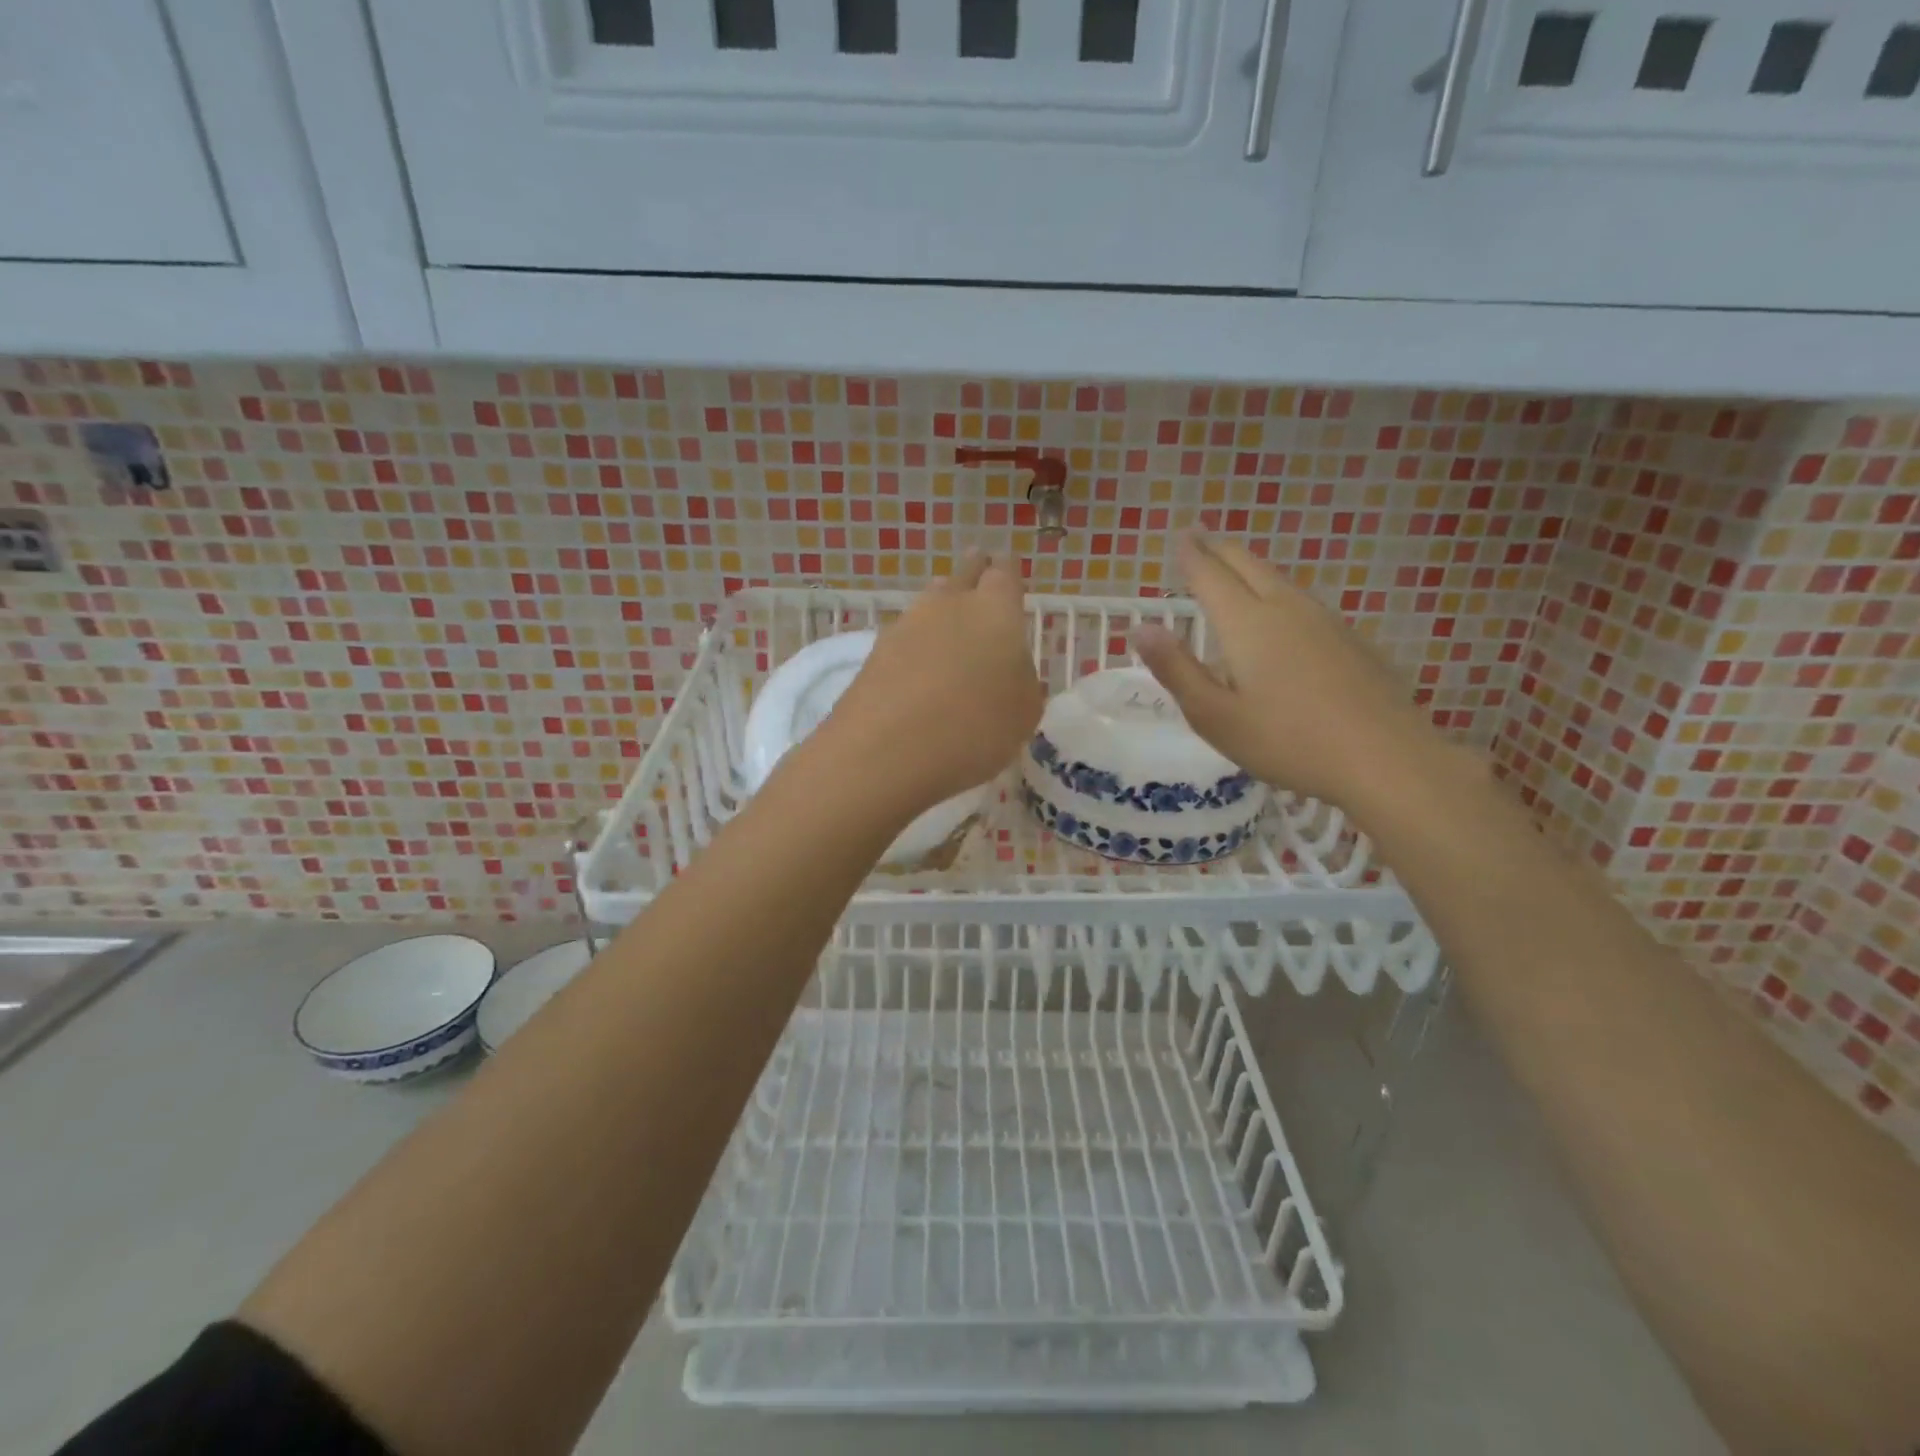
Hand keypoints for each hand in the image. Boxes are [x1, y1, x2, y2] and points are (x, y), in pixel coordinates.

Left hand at [824, 553, 1043, 815]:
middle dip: (974, 575)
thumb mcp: (1023, 714)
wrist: (884, 752)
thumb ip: (1021, 680)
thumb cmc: (973, 730)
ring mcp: (905, 625)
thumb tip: (1009, 668)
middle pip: (963, 575)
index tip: (1010, 578)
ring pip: (930, 603)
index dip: (1009, 575)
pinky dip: (916, 647)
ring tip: (950, 632)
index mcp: (996, 610)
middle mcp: (949, 605)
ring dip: (941, 611)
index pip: (1005, 573)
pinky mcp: (873, 652)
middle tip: (979, 583)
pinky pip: (904, 638)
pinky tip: (920, 671)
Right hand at [1132, 534, 1437, 809]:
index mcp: (1247, 624)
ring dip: (1252, 569)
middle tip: (1203, 540)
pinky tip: (1284, 615)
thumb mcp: (1215, 716)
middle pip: (1249, 566)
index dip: (1192, 555)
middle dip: (1221, 550)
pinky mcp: (1352, 641)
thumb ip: (1176, 670)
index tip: (1180, 536)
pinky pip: (1304, 602)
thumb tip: (1141, 628)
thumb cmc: (1287, 741)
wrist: (1385, 759)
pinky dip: (1279, 593)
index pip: (1211, 576)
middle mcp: (1286, 609)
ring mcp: (1326, 622)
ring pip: (1281, 581)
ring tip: (1236, 570)